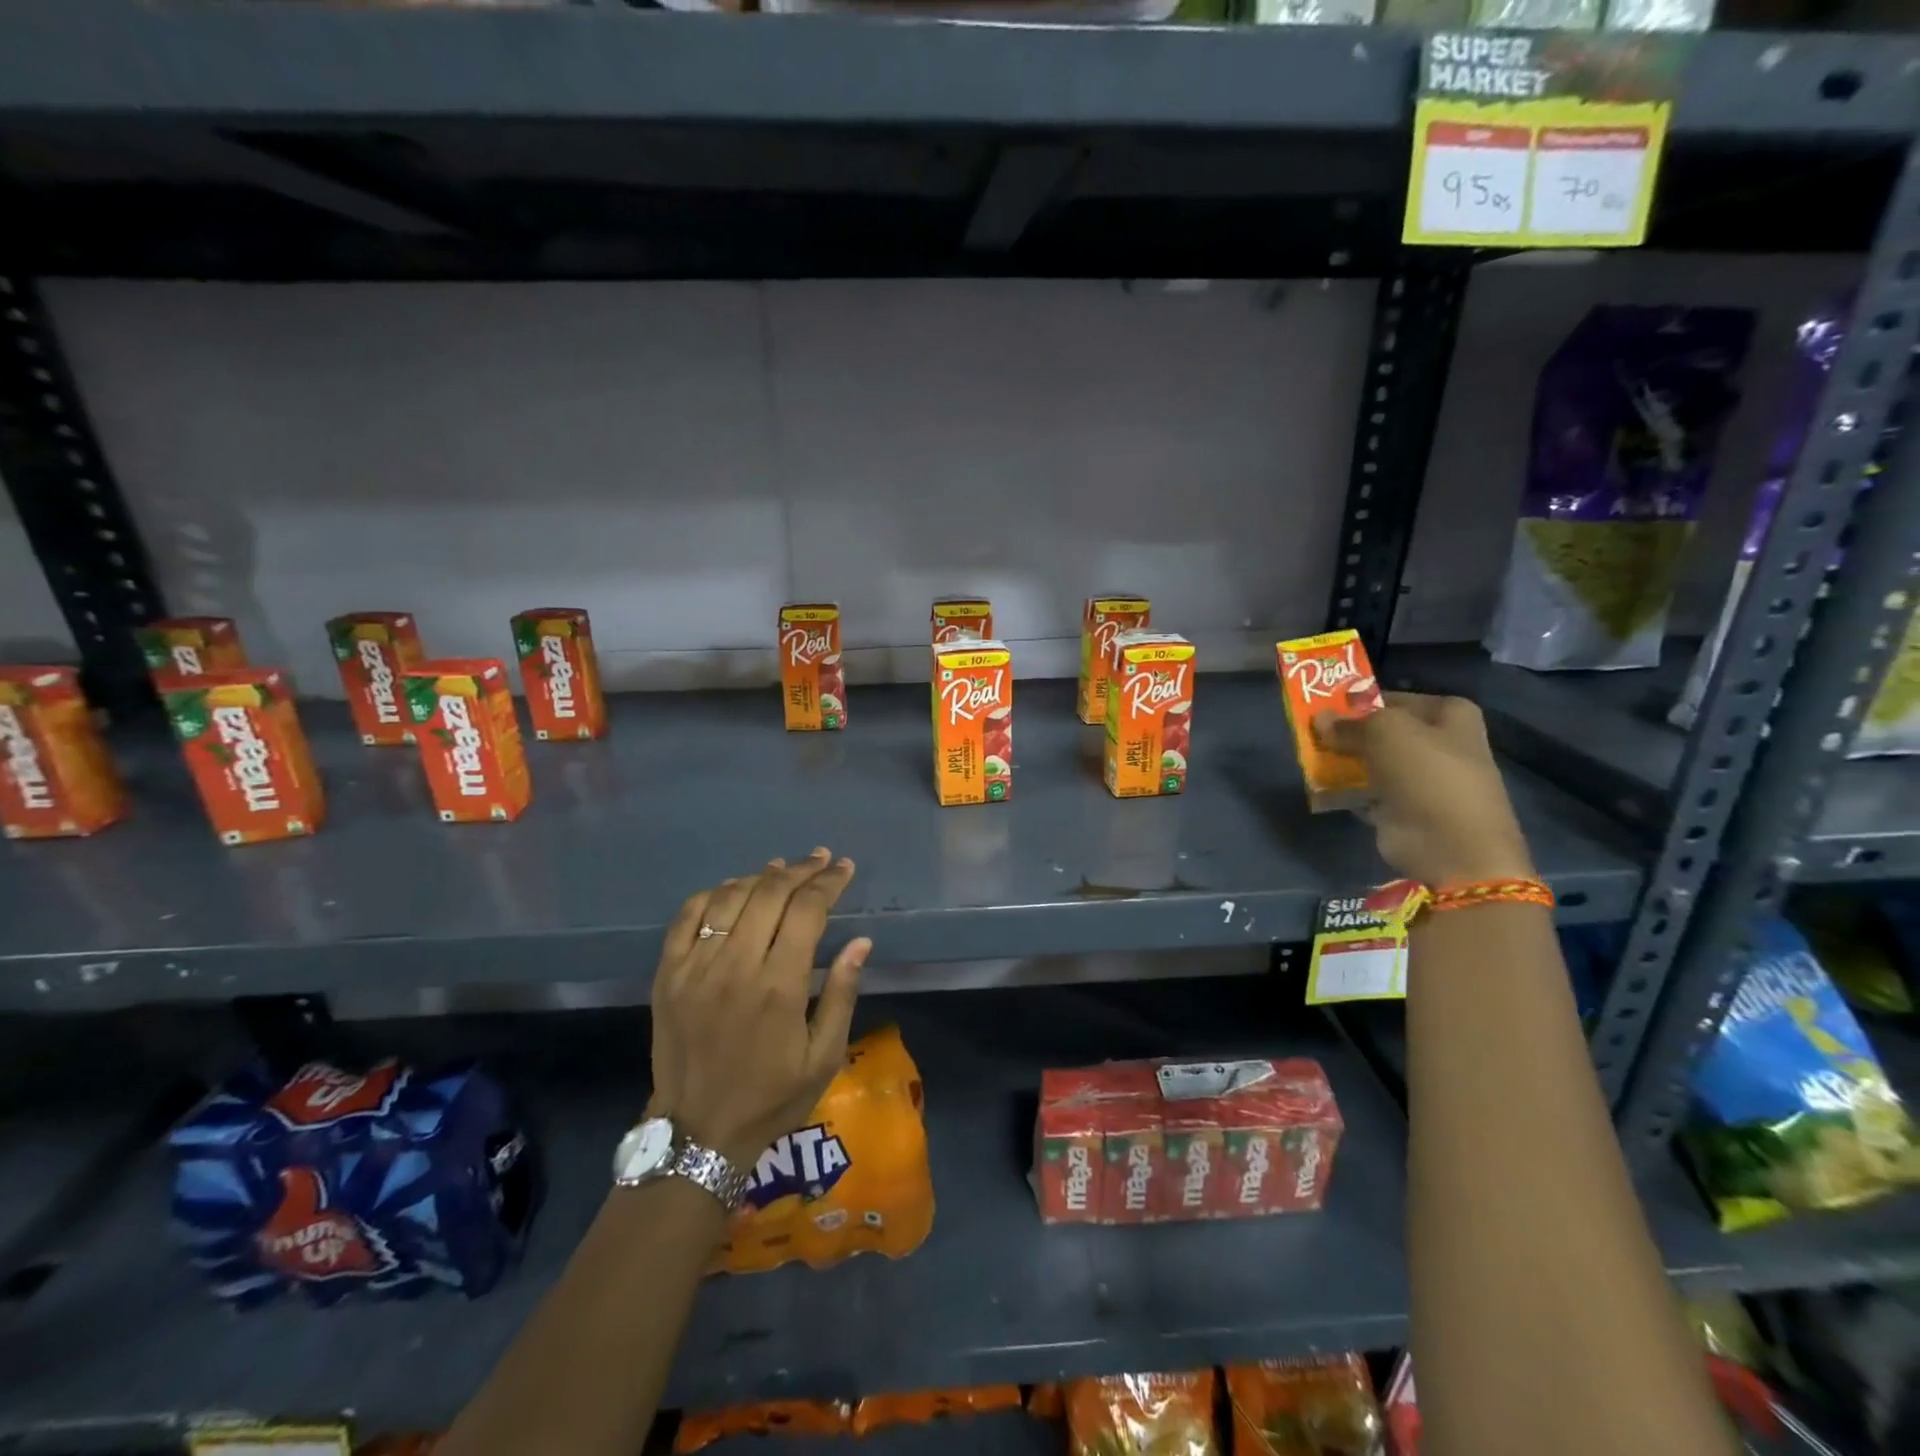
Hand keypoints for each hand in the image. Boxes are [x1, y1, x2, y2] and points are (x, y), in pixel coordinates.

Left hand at [648, 848, 871, 1169]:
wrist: (698, 1134)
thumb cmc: (771, 1096)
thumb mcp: (824, 1056)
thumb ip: (842, 993)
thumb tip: (860, 941)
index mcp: (779, 985)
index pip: (807, 910)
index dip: (829, 882)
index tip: (845, 869)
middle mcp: (735, 966)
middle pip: (770, 893)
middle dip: (801, 869)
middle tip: (821, 860)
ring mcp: (695, 967)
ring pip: (730, 897)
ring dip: (761, 875)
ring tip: (782, 868)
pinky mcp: (668, 975)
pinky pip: (687, 916)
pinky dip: (713, 893)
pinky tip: (733, 890)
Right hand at [1313, 692, 1535, 889]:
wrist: (1449, 847)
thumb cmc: (1427, 775)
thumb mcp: (1385, 732)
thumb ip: (1350, 723)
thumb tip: (1320, 718)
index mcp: (1452, 717)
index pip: (1401, 699)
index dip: (1367, 700)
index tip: (1332, 706)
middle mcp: (1442, 745)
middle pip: (1387, 731)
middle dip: (1352, 731)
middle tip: (1315, 731)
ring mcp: (1425, 781)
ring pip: (1376, 762)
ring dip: (1347, 760)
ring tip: (1312, 756)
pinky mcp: (1405, 811)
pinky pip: (1369, 792)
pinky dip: (1348, 790)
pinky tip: (1323, 785)